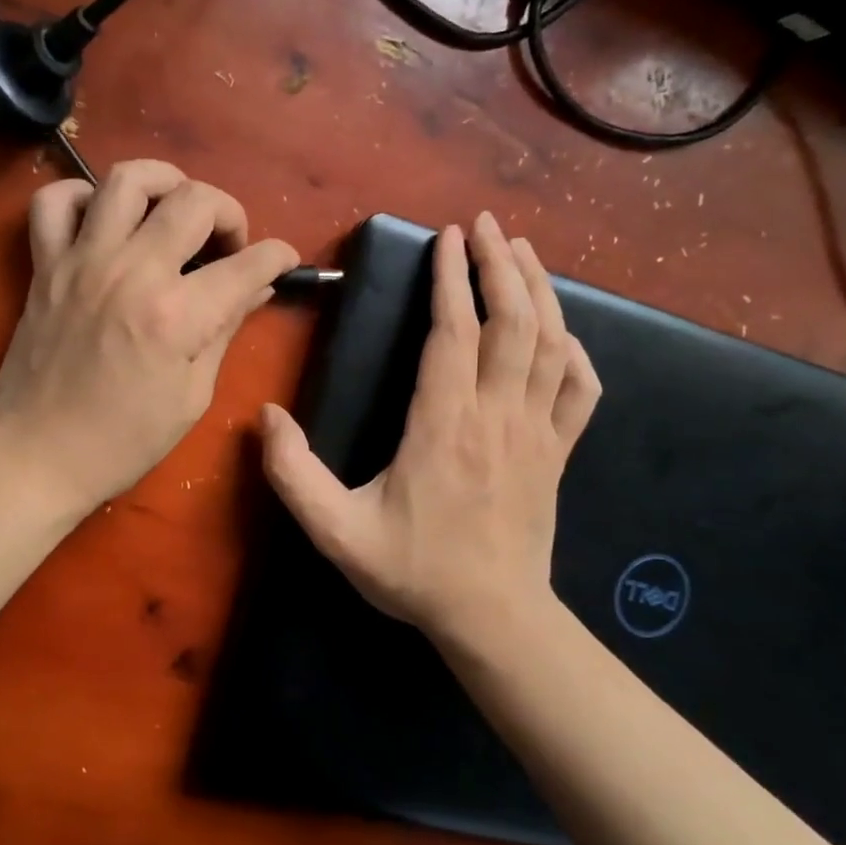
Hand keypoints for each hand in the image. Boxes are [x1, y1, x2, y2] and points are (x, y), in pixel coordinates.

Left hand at [0, 160, 298, 515]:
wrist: (38, 454)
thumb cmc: (123, 440)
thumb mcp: (191, 396)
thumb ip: (224, 332)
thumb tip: (255, 290)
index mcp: (177, 316)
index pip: (248, 264)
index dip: (279, 257)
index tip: (283, 262)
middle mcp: (132, 272)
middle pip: (195, 201)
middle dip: (230, 212)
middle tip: (228, 244)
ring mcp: (83, 262)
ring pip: (126, 179)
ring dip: (164, 182)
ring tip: (173, 208)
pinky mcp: (45, 265)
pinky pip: (54, 202)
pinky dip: (82, 196)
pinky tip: (103, 219)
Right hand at [260, 213, 599, 640]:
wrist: (493, 619)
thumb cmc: (413, 571)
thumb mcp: (336, 532)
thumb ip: (293, 475)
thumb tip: (265, 417)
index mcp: (443, 426)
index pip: (454, 333)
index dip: (450, 280)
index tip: (445, 238)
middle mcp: (496, 416)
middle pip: (511, 322)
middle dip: (499, 265)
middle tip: (485, 225)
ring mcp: (536, 433)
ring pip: (551, 344)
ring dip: (538, 291)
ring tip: (521, 251)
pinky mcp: (558, 453)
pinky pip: (580, 390)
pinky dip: (576, 352)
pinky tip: (563, 333)